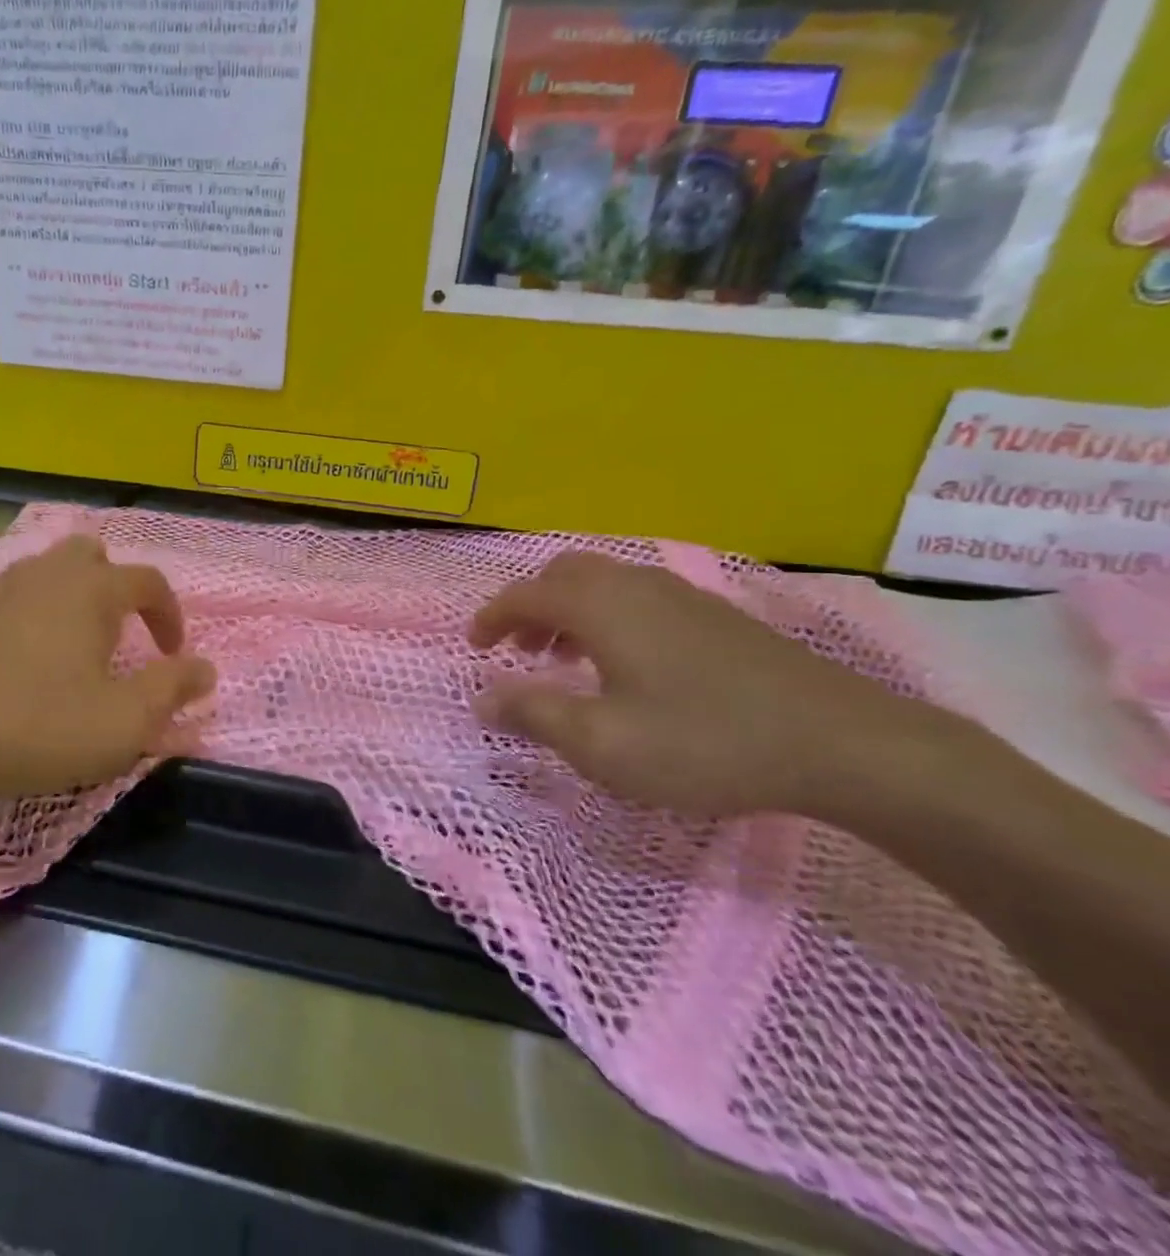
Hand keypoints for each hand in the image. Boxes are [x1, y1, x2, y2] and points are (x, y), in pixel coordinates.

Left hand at [0, 535, 215, 818]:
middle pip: (93, 555)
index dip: (170, 615)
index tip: (173, 655)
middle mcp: (48, 574)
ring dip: (75, 599)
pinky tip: (27, 661)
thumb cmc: (39, 725)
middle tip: (121, 634)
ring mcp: (0, 590)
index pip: (149, 581)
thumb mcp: (124, 721)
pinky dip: (36, 615)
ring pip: (50, 571)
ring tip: (78, 647)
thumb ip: (172, 689)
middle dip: (117, 587)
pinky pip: (16, 597)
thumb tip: (205, 668)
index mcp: (92, 589)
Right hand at [469, 551, 950, 817]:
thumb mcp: (602, 744)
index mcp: (599, 605)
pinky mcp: (714, 614)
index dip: (491, 617)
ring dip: (568, 612)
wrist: (842, 743)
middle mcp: (633, 585)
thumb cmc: (704, 742)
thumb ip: (533, 714)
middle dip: (530, 607)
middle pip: (561, 574)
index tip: (474, 647)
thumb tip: (482, 699)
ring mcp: (679, 594)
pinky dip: (607, 617)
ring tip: (565, 660)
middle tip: (519, 649)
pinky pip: (636, 597)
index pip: (524, 594)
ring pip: (602, 583)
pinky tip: (626, 665)